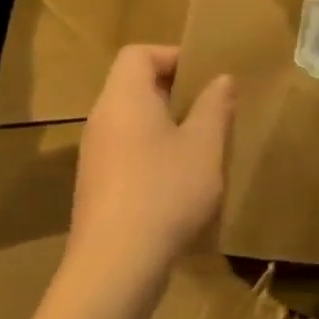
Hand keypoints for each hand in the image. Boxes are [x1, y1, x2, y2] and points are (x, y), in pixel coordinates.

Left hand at [62, 45, 233, 301]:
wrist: (117, 264)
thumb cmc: (166, 191)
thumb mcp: (204, 145)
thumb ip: (214, 107)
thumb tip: (221, 79)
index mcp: (124, 99)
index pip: (138, 54)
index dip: (173, 55)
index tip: (207, 76)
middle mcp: (102, 120)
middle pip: (135, 87)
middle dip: (177, 93)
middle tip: (214, 109)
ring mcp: (96, 156)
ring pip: (134, 123)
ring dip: (169, 127)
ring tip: (205, 146)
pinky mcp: (98, 188)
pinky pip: (129, 153)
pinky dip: (155, 154)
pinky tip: (183, 182)